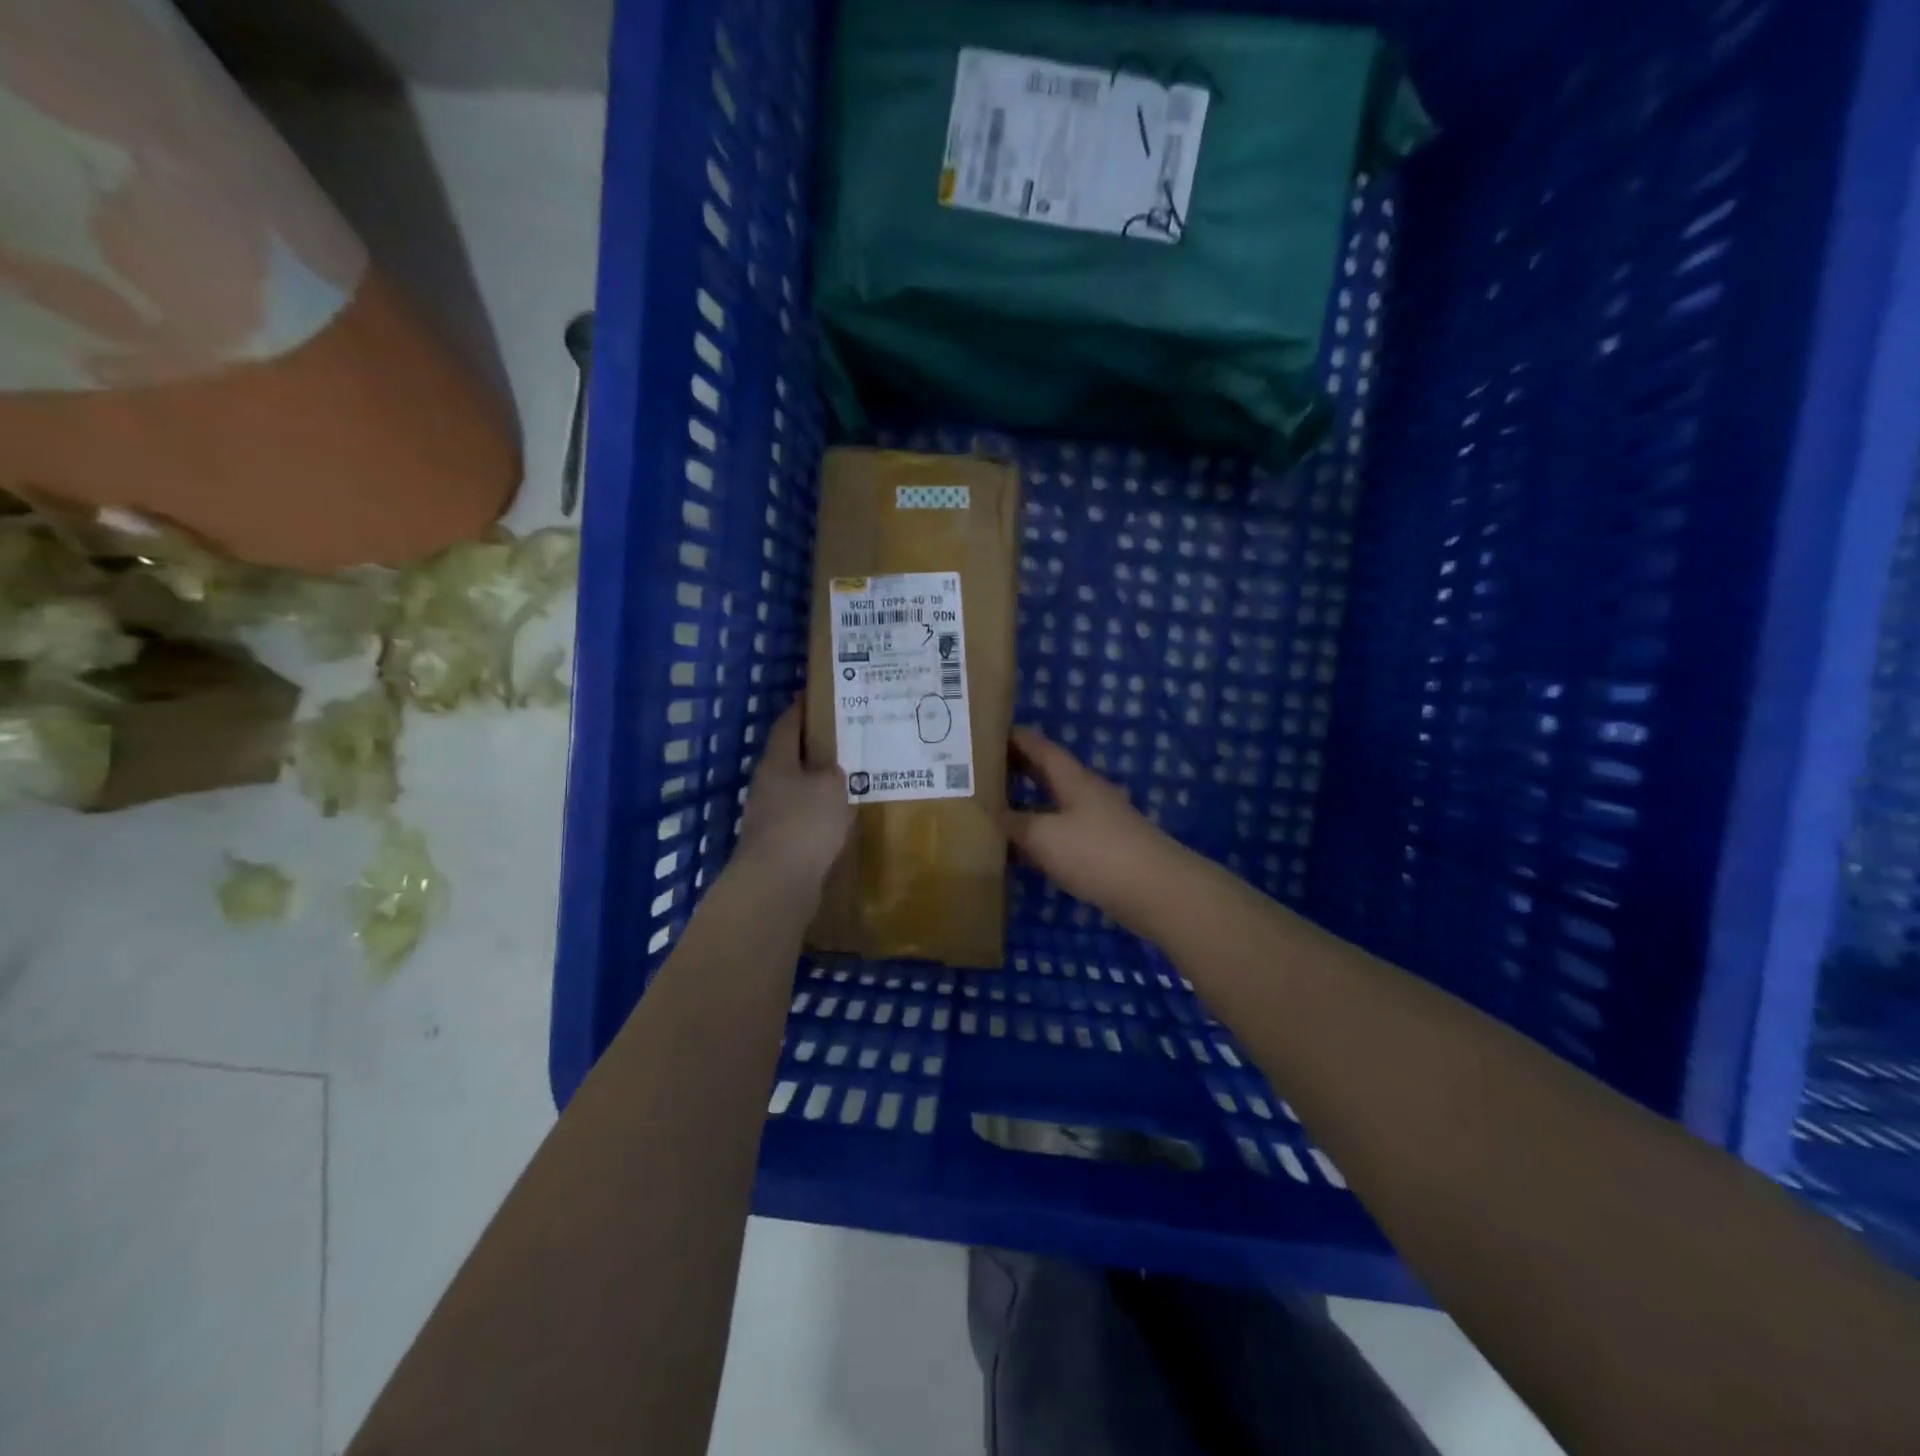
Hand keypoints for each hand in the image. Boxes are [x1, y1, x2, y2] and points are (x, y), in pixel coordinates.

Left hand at [734, 704, 851, 889]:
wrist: (776, 883)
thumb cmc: (804, 824)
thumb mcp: (830, 786)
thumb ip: (833, 771)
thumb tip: (829, 772)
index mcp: (776, 763)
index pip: (787, 725)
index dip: (801, 709)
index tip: (817, 696)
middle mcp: (767, 785)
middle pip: (790, 758)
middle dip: (814, 748)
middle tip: (844, 739)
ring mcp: (767, 816)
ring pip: (796, 789)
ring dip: (817, 784)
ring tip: (849, 779)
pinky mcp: (776, 843)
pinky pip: (801, 818)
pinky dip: (818, 813)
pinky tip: (839, 818)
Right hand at [1003, 727, 1180, 930]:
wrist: (1155, 890)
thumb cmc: (1095, 853)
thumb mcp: (1044, 836)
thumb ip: (1016, 823)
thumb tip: (995, 812)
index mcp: (1073, 779)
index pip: (1041, 748)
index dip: (1016, 739)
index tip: (989, 733)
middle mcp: (1088, 793)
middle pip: (1050, 773)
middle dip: (1020, 769)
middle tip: (986, 770)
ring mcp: (1100, 821)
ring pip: (1057, 804)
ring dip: (1031, 803)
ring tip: (999, 808)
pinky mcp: (1105, 848)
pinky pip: (1066, 831)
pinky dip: (1043, 833)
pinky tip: (1027, 850)